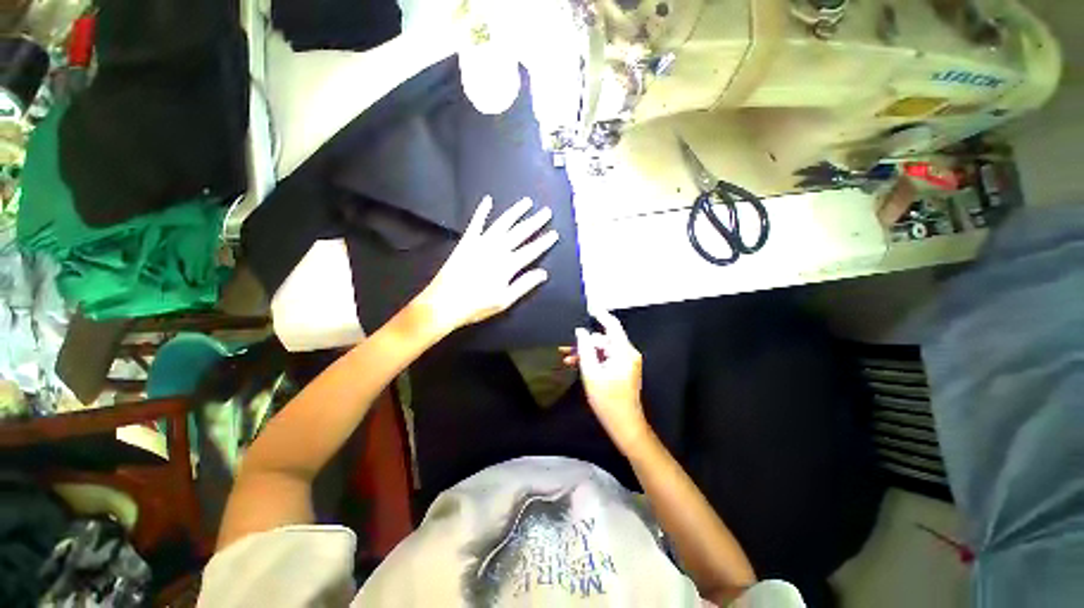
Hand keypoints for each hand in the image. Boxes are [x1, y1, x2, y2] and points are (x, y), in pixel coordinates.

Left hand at [416, 196, 557, 333]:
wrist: (445, 302)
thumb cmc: (477, 305)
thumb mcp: (505, 300)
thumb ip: (524, 284)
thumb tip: (543, 273)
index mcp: (508, 265)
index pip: (531, 250)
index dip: (544, 242)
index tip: (554, 233)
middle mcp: (497, 249)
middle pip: (520, 232)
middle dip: (535, 222)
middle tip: (546, 212)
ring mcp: (481, 243)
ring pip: (502, 223)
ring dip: (515, 212)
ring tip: (526, 202)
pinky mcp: (467, 241)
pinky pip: (476, 223)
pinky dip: (482, 211)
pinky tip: (488, 200)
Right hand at [563, 308, 650, 451]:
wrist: (625, 425)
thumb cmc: (608, 400)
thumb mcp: (591, 374)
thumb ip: (585, 350)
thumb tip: (580, 331)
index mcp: (624, 352)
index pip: (612, 325)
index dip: (600, 314)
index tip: (588, 306)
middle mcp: (628, 353)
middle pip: (604, 340)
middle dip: (585, 342)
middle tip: (566, 347)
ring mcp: (627, 362)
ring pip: (603, 349)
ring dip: (587, 352)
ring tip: (568, 358)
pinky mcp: (623, 370)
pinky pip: (607, 358)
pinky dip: (594, 360)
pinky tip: (578, 364)